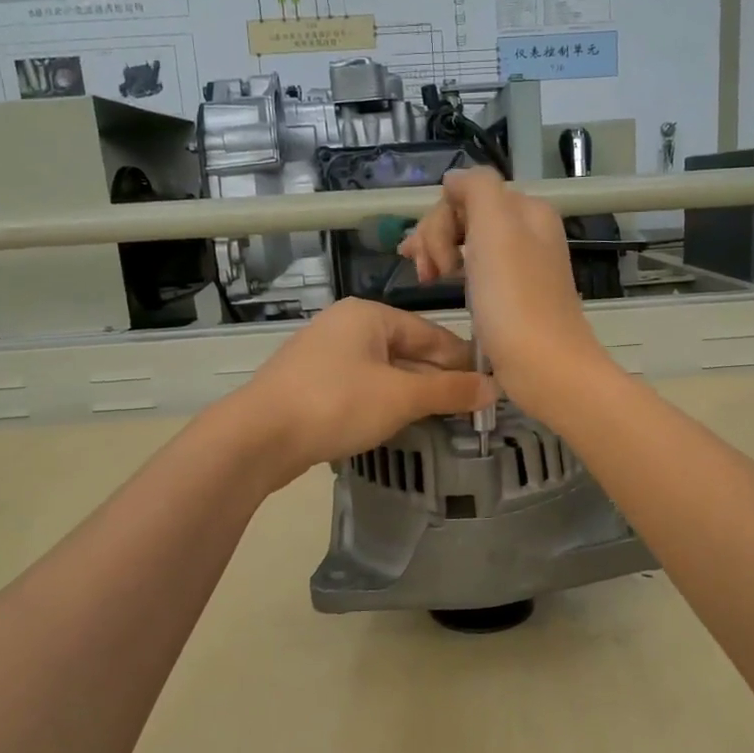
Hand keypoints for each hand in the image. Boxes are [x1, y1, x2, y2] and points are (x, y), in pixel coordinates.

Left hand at [229, 298, 496, 486]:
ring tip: (444, 420)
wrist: (258, 437)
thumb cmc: (337, 404)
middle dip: (438, 380)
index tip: (490, 387)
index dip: (462, 362)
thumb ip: (449, 392)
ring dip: (413, 395)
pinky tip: (400, 424)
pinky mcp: (312, 385)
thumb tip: (494, 389)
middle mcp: (346, 327)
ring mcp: (325, 356)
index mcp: (369, 315)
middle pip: (407, 352)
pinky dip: (385, 403)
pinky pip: (362, 388)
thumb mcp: (401, 397)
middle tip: (471, 410)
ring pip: (385, 372)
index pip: (431, 334)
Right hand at [399, 168, 613, 418]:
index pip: (466, 194)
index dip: (439, 221)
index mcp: (526, 211)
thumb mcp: (496, 227)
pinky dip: (454, 274)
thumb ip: (477, 188)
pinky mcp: (512, 299)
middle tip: (426, 275)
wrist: (545, 368)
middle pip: (465, 217)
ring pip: (467, 244)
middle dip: (436, 238)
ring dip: (439, 255)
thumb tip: (454, 181)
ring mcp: (520, 267)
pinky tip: (443, 288)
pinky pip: (475, 272)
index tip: (432, 258)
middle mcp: (527, 233)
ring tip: (426, 282)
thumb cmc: (515, 300)